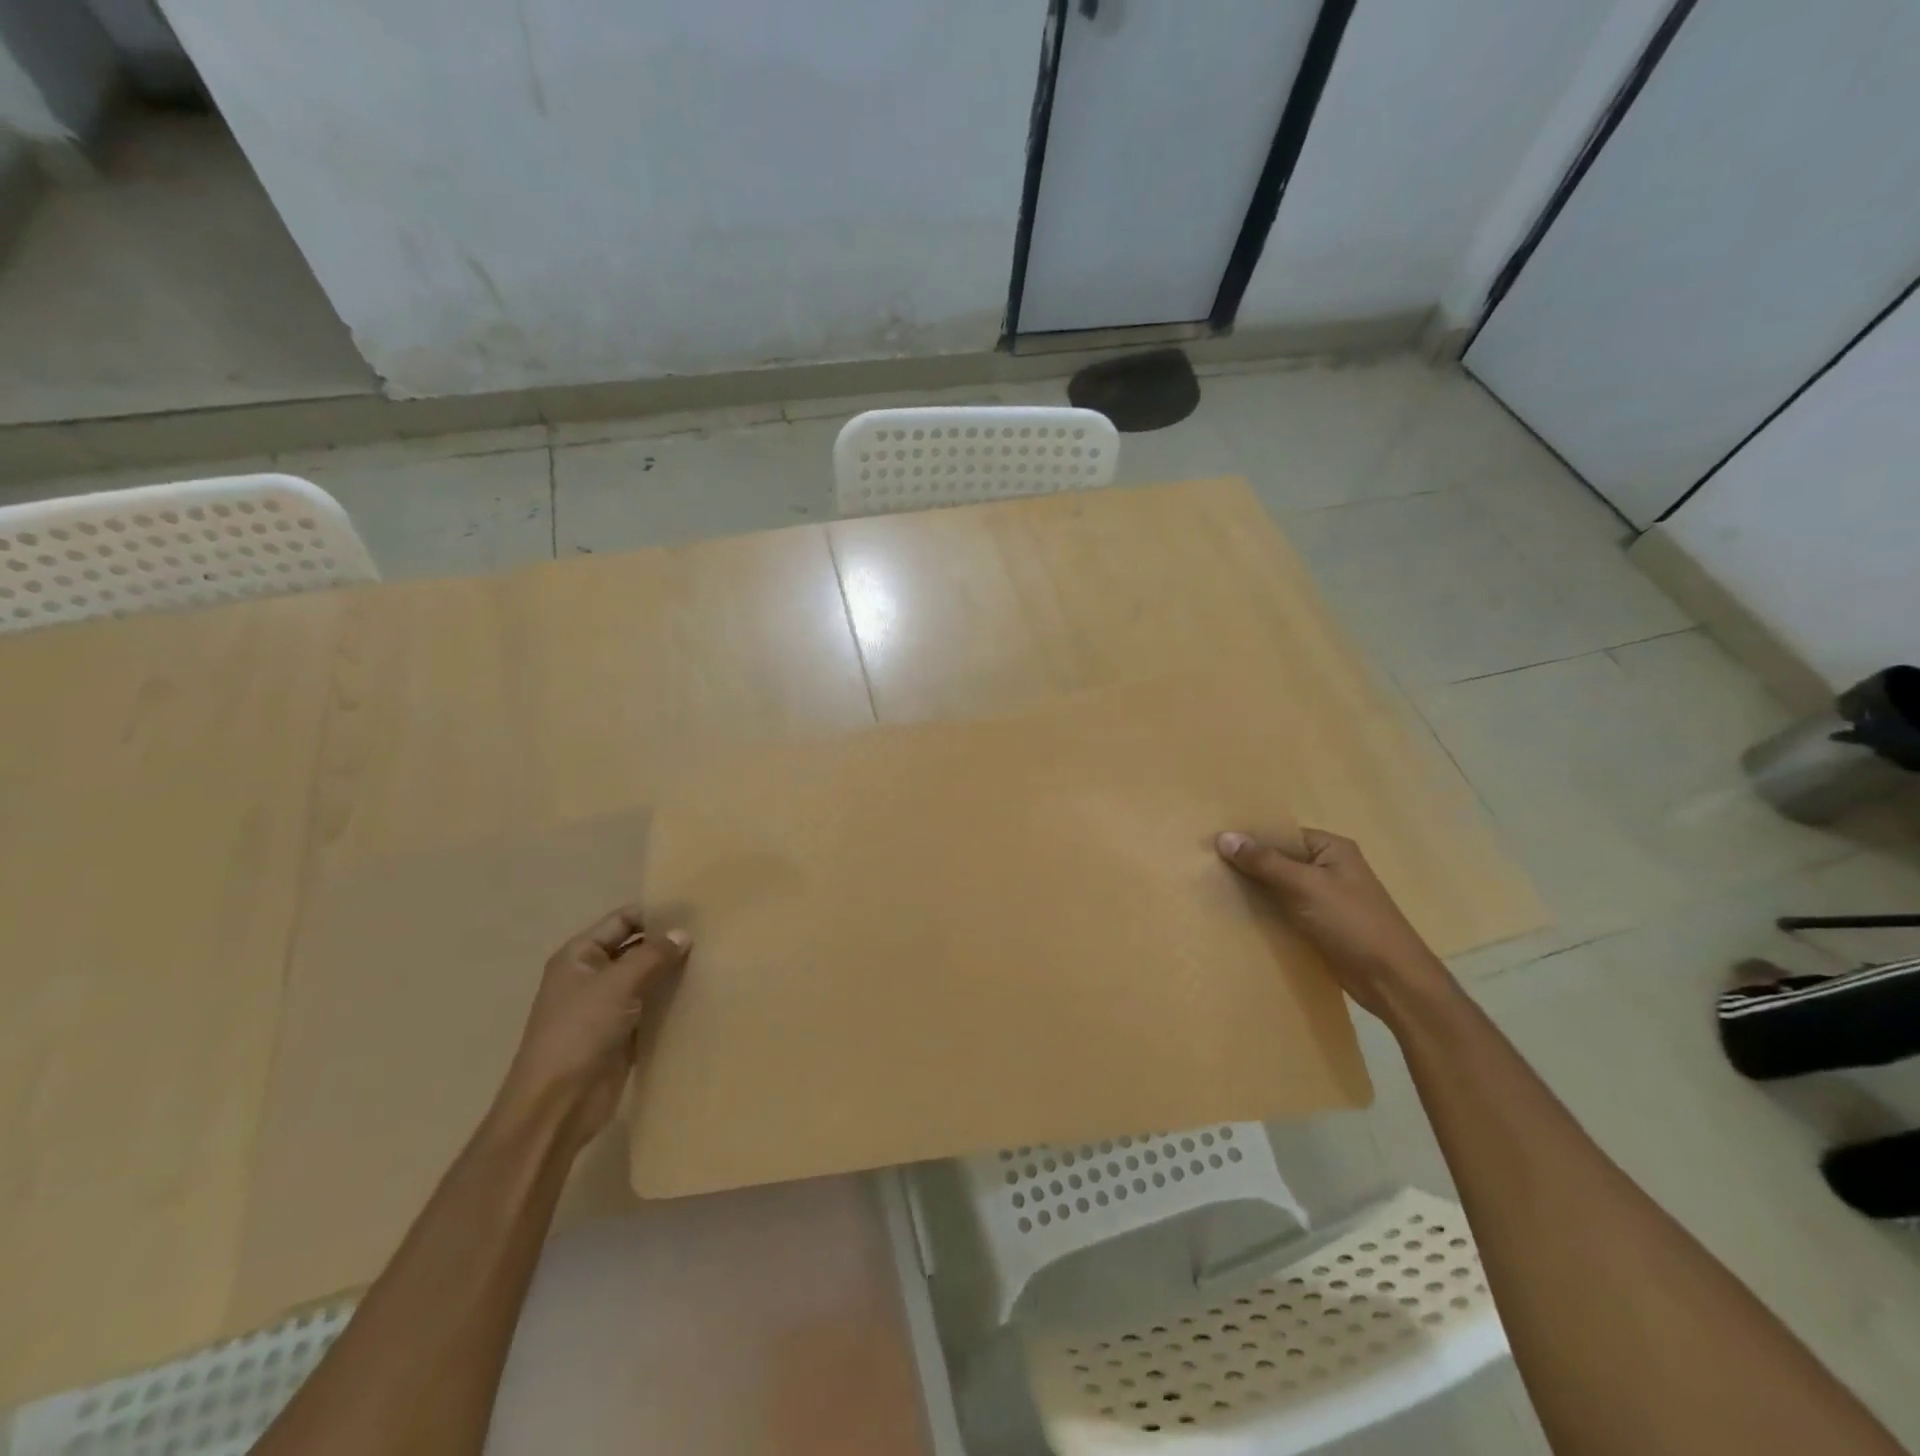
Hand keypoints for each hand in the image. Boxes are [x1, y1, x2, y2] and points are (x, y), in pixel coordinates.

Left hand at [493, 905, 690, 1154]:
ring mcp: (608, 1007)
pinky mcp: (623, 1034)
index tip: (694, 909)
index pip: (622, 921)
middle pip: (636, 948)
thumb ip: (652, 955)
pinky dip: (672, 1001)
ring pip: (647, 979)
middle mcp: (593, 976)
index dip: (654, 913)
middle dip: (668, 942)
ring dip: (673, 972)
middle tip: (712, 934)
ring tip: (714, 959)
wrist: (558, 1104)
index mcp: (580, 956)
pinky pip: (652, 1008)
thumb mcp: (616, 984)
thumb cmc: (579, 1032)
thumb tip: (683, 933)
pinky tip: (702, 993)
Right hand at [1216, 829, 1452, 1021]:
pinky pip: (1285, 910)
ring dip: (1254, 890)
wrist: (1391, 980)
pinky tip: (1238, 916)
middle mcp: (1328, 868)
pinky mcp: (1320, 925)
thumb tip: (1224, 836)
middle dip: (1248, 865)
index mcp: (1331, 848)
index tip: (1214, 845)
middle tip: (1207, 868)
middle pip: (1279, 859)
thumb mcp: (1304, 886)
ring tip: (1213, 890)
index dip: (1250, 838)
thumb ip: (1264, 861)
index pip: (1281, 834)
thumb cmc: (1352, 922)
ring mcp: (1325, 898)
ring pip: (1279, 887)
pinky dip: (1265, 912)